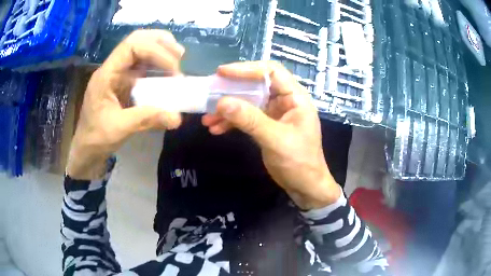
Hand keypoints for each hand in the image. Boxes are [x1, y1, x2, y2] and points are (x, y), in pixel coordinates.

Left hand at [67, 30, 184, 179]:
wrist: (87, 149)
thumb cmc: (96, 138)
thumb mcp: (119, 129)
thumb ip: (147, 119)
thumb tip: (177, 117)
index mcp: (106, 74)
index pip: (131, 46)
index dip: (155, 50)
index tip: (173, 68)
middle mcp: (113, 68)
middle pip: (136, 40)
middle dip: (160, 42)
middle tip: (179, 54)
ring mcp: (118, 74)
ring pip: (140, 49)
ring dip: (160, 50)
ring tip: (178, 59)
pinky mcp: (124, 82)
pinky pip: (142, 66)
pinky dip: (157, 65)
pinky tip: (168, 72)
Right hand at [202, 61, 341, 209]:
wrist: (305, 187)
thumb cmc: (299, 162)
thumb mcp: (275, 139)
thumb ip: (250, 119)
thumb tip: (222, 102)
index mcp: (295, 97)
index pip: (271, 71)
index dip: (247, 68)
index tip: (222, 73)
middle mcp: (285, 100)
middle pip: (256, 85)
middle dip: (232, 90)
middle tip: (210, 94)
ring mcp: (275, 113)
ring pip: (248, 102)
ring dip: (228, 109)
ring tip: (208, 118)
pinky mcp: (267, 126)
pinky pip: (247, 118)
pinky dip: (232, 122)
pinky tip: (216, 129)